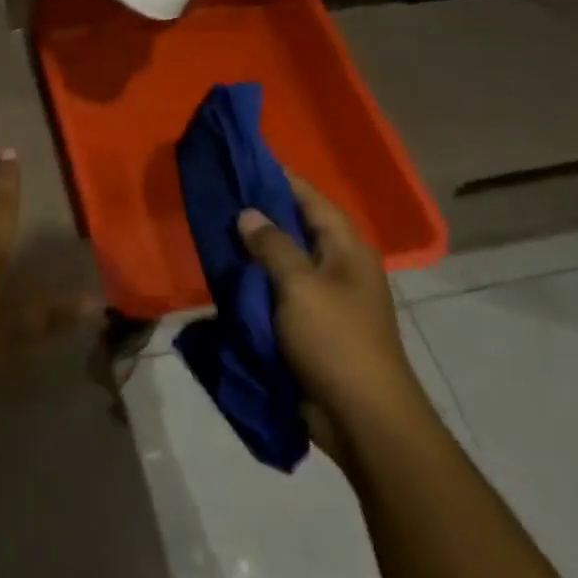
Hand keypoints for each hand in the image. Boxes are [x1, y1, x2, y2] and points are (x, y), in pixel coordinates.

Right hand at [236, 175, 426, 442]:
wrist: (362, 417)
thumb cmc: (335, 341)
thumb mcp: (300, 286)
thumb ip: (272, 246)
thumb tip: (249, 214)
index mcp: (346, 249)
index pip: (311, 198)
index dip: (280, 178)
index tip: (243, 160)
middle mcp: (339, 266)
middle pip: (296, 227)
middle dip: (260, 213)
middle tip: (219, 196)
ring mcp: (325, 298)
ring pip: (284, 261)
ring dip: (255, 250)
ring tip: (215, 230)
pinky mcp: (310, 326)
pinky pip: (279, 292)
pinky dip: (256, 282)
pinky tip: (226, 275)